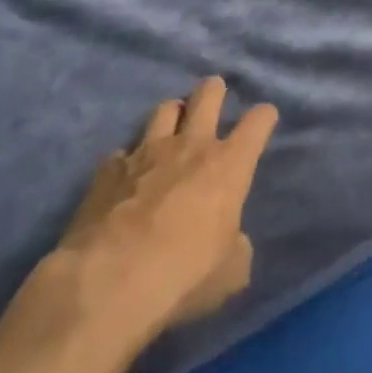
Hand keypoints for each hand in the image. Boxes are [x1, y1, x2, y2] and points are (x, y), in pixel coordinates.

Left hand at [52, 76, 278, 342]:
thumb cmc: (184, 275)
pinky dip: (128, 159)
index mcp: (228, 165)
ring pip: (164, 109)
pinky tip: (126, 175)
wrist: (108, 282)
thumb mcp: (230, 273)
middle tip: (215, 93)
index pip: (258, 122)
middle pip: (207, 95)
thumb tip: (233, 240)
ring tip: (172, 125)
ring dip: (173, 114)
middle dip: (214, 90)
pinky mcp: (107, 170)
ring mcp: (145, 152)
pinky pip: (122, 152)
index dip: (264, 117)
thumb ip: (237, 247)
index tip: (265, 119)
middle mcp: (190, 146)